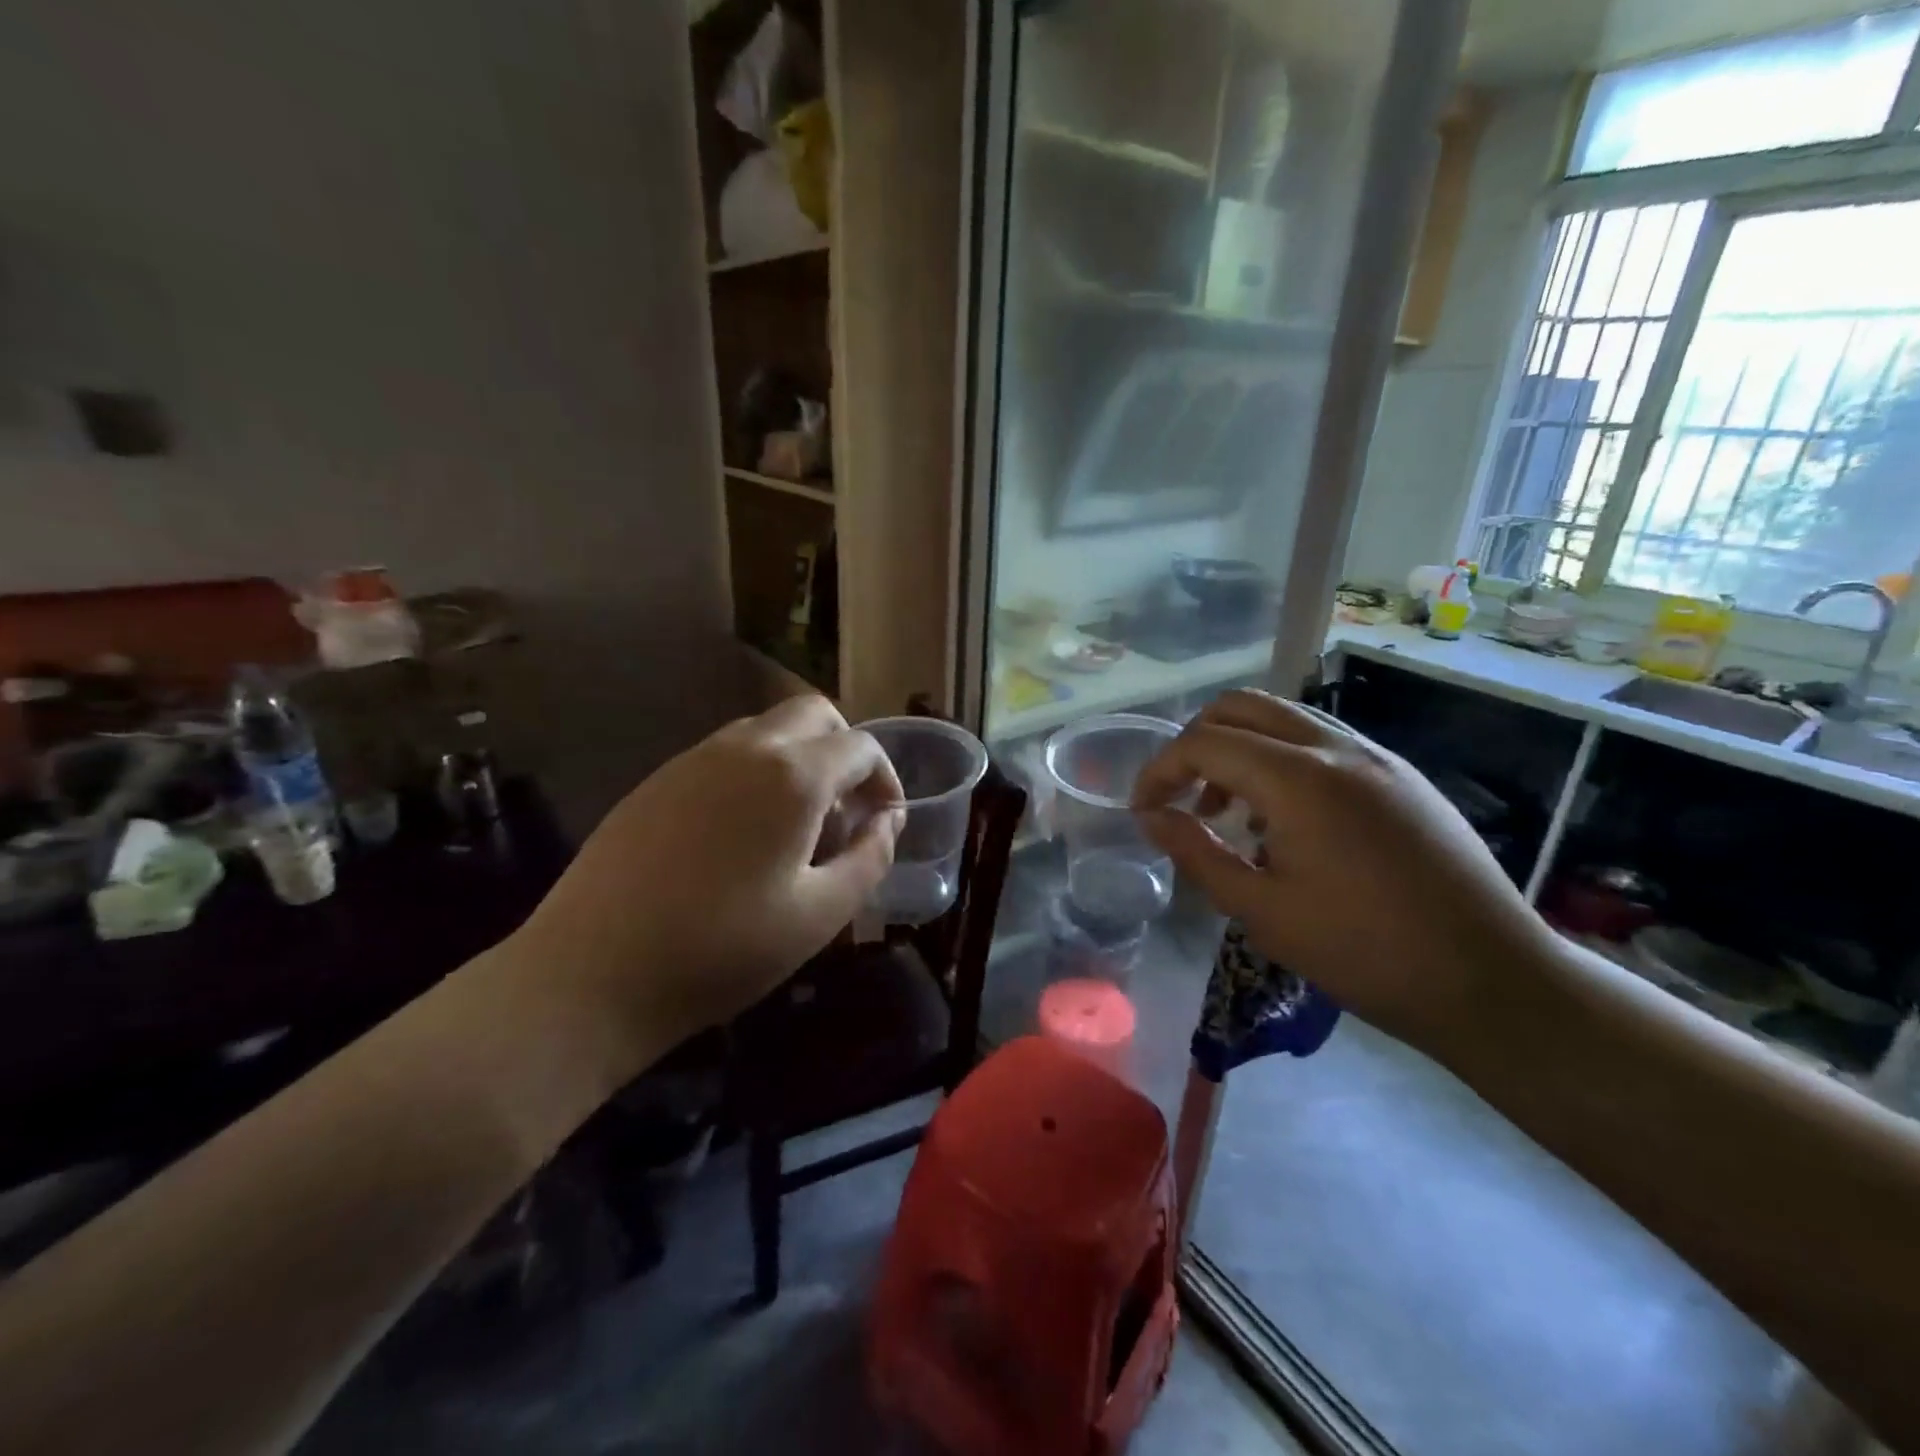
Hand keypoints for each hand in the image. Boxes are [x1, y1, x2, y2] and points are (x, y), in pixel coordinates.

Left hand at [514, 696, 903, 1066]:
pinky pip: (724, 754)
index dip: (886, 777)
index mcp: (793, 776)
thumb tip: (889, 822)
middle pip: (814, 715)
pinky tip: (741, 833)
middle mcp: (745, 748)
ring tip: (796, 825)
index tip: (885, 820)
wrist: (591, 974)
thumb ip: (870, 859)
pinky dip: (755, 772)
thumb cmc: (722, 950)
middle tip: (847, 808)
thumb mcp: (819, 915)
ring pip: (766, 729)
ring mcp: (693, 759)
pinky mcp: (656, 780)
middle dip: (845, 749)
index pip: (861, 746)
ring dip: (799, 758)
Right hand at [1132, 689, 1555, 1049]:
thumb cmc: (1365, 952)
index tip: (1143, 811)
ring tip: (1229, 812)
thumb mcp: (1263, 911)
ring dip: (1239, 749)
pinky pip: (1322, 742)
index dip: (1160, 771)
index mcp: (1300, 779)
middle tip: (1181, 797)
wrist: (1491, 979)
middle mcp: (1337, 748)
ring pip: (1284, 718)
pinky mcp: (1402, 775)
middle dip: (1195, 743)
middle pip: (1241, 707)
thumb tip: (1151, 819)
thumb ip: (1197, 854)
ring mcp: (1376, 756)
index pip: (1204, 743)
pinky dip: (1281, 760)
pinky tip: (1285, 821)